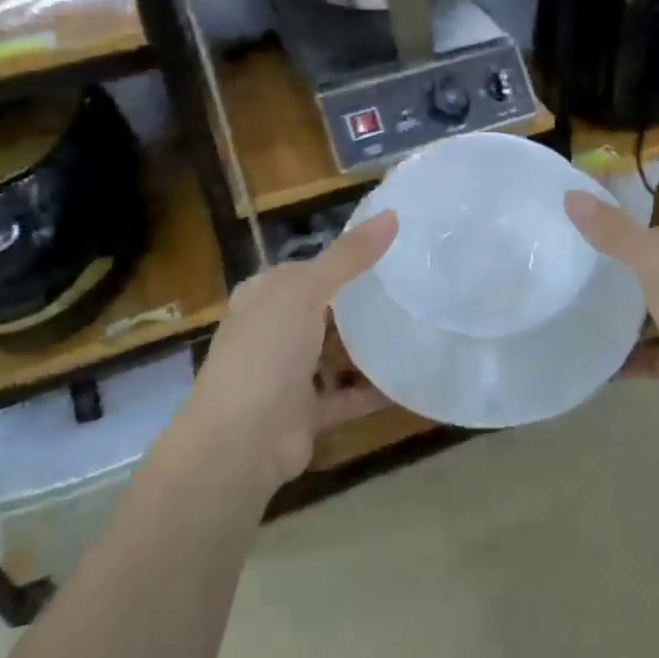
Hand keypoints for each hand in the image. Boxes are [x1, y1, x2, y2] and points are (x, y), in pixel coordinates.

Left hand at [180, 211, 398, 488]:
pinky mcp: (306, 411)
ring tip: (419, 331)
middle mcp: (274, 331)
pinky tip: (411, 382)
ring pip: (337, 353)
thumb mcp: (305, 292)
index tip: (395, 254)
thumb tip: (392, 214)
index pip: (310, 269)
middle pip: (326, 312)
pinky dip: (374, 391)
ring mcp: (288, 374)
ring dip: (370, 349)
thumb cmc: (266, 353)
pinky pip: (347, 395)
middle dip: (364, 306)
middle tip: (416, 293)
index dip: (347, 261)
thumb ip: (349, 256)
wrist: (239, 443)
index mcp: (265, 296)